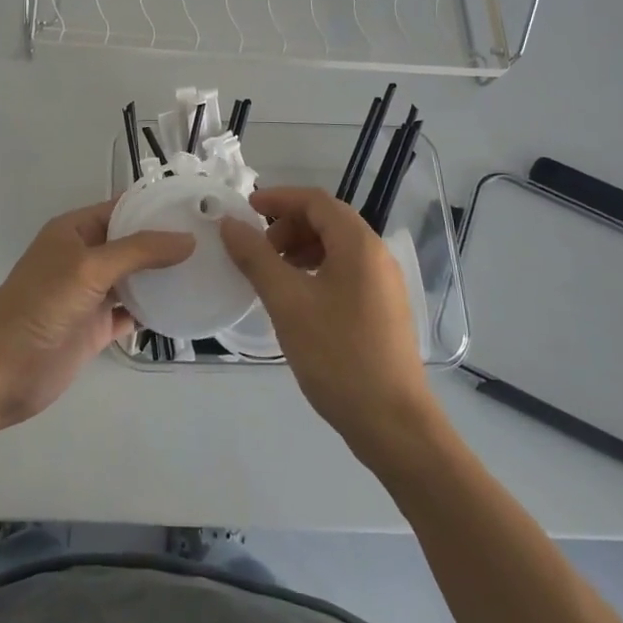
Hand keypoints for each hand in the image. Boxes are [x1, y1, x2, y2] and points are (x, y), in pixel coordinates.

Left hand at [0, 201, 192, 429]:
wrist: (1, 369)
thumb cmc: (41, 304)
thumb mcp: (90, 267)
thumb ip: (139, 252)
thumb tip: (188, 239)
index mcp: (75, 231)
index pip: (121, 209)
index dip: (154, 206)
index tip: (196, 207)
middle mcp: (85, 257)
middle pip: (132, 244)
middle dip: (166, 242)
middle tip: (213, 241)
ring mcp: (91, 294)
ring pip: (135, 279)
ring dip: (163, 277)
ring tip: (208, 270)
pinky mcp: (96, 328)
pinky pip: (132, 313)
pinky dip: (155, 312)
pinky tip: (185, 309)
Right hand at [220, 186, 436, 456]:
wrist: (393, 424)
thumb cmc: (337, 356)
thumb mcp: (287, 303)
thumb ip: (256, 258)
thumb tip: (230, 224)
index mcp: (359, 244)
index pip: (316, 200)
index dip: (278, 198)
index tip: (245, 209)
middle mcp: (376, 255)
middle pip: (328, 221)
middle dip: (287, 226)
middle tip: (257, 251)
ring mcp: (384, 284)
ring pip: (336, 247)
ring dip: (300, 249)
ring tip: (273, 275)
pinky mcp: (383, 309)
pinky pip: (345, 271)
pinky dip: (316, 271)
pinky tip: (297, 300)